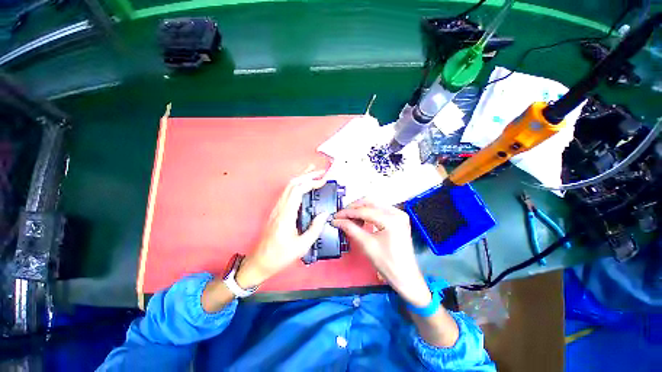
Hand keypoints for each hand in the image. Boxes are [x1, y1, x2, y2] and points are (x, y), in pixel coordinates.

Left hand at [236, 169, 329, 288]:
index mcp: (286, 214)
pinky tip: (304, 186)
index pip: (298, 190)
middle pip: (292, 184)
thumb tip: (325, 214)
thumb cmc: (280, 256)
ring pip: (289, 186)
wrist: (259, 262)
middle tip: (321, 171)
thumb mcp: (302, 246)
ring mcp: (277, 208)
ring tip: (313, 173)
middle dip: (307, 175)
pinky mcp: (277, 211)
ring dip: (302, 177)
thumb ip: (315, 228)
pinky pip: (287, 193)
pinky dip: (297, 185)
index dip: (312, 182)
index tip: (324, 181)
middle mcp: (280, 207)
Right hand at [332, 199, 430, 307]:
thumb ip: (351, 229)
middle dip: (354, 208)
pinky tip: (360, 219)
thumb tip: (336, 220)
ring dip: (360, 209)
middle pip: (370, 203)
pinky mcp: (398, 218)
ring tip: (349, 218)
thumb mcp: (366, 245)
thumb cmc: (387, 263)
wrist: (404, 276)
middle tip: (341, 216)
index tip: (336, 216)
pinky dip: (368, 212)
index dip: (348, 213)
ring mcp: (399, 214)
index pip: (365, 211)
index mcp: (391, 219)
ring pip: (374, 204)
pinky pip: (379, 210)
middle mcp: (397, 212)